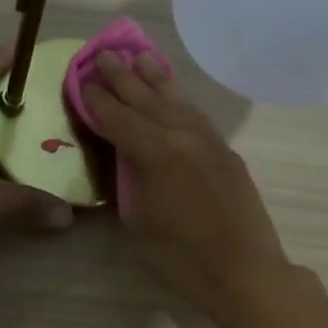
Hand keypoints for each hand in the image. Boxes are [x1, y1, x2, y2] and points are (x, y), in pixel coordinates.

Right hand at [81, 52, 293, 316]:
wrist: (245, 273)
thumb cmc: (182, 259)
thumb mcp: (139, 225)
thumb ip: (128, 185)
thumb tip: (123, 162)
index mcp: (157, 155)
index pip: (120, 119)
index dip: (98, 100)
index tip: (82, 80)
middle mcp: (183, 137)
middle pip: (147, 100)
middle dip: (123, 78)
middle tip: (104, 55)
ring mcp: (209, 142)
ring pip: (177, 101)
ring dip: (155, 79)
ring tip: (140, 57)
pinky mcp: (226, 153)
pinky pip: (196, 115)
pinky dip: (180, 99)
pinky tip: (173, 94)